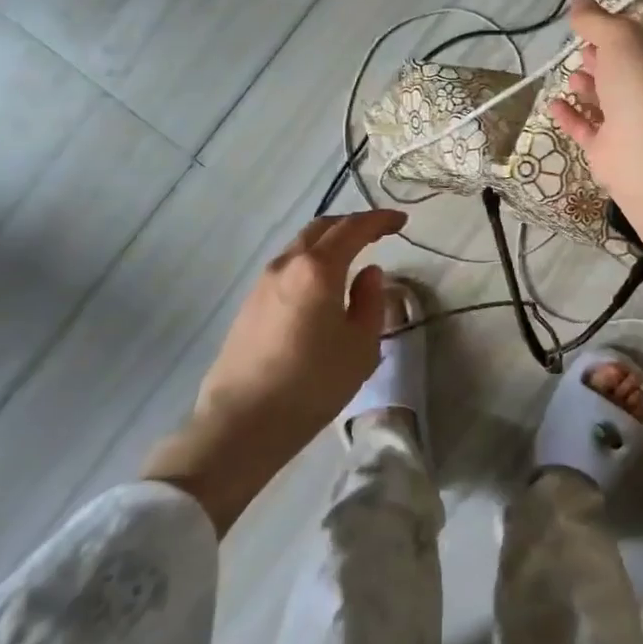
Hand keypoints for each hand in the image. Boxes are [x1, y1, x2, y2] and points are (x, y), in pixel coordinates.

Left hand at [142, 208, 404, 531]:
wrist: (241, 423)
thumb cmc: (312, 384)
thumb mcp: (360, 346)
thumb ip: (371, 302)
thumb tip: (369, 274)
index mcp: (318, 268)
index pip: (353, 228)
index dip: (380, 220)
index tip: (401, 220)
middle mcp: (287, 264)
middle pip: (322, 227)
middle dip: (352, 224)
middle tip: (378, 232)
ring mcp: (263, 282)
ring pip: (301, 245)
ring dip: (329, 242)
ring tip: (352, 256)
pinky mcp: (249, 303)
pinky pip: (288, 266)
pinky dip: (311, 261)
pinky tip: (322, 284)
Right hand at [547, 0, 642, 193]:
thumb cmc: (641, 81)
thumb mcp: (619, 36)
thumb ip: (596, 19)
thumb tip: (578, 1)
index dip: (621, 31)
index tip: (595, 24)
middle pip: (626, 70)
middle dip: (603, 58)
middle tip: (581, 49)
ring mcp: (636, 123)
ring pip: (608, 100)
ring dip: (588, 86)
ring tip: (571, 75)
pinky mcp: (612, 150)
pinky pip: (588, 129)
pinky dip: (572, 115)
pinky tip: (555, 103)